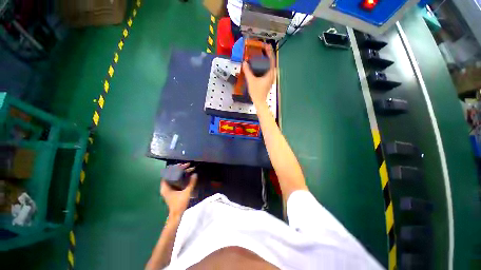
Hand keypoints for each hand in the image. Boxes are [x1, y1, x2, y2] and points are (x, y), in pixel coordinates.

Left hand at [160, 163, 196, 217]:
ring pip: (172, 177)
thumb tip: (195, 174)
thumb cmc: (179, 204)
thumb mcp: (186, 193)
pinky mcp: (171, 190)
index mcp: (166, 187)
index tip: (183, 165)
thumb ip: (191, 183)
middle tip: (187, 166)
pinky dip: (179, 176)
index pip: (168, 173)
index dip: (175, 168)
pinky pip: (174, 180)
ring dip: (179, 172)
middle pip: (170, 174)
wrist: (176, 215)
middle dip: (179, 169)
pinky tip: (186, 175)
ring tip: (187, 168)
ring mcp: (168, 189)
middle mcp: (165, 187)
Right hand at [242, 46, 276, 105]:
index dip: (269, 51)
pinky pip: (268, 71)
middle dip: (268, 55)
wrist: (259, 102)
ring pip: (270, 67)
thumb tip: (244, 63)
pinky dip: (265, 66)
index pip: (272, 60)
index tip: (266, 45)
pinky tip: (261, 66)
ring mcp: (271, 79)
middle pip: (272, 62)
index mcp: (270, 74)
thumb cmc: (256, 92)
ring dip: (267, 60)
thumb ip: (247, 71)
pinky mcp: (268, 81)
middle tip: (263, 49)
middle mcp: (272, 75)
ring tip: (262, 55)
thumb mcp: (251, 81)